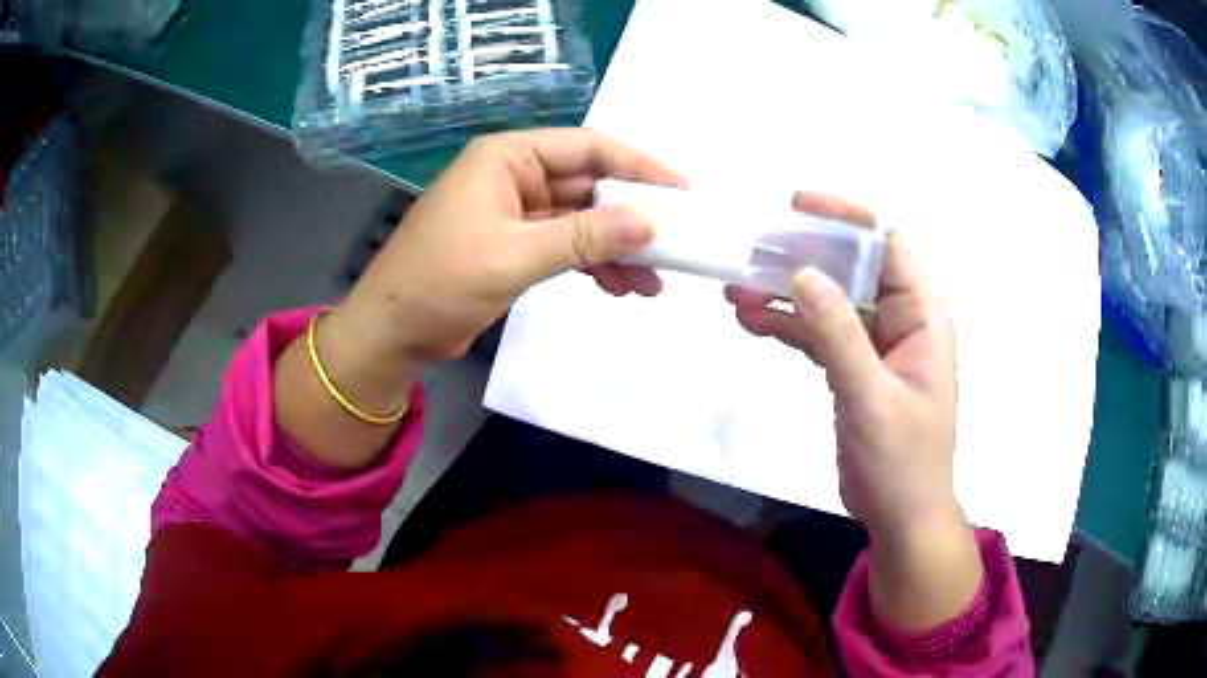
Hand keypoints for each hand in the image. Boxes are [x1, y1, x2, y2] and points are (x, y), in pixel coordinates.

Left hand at [336, 129, 685, 363]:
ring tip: (653, 283)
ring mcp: (515, 213)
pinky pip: (566, 246)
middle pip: (588, 185)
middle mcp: (514, 176)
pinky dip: (593, 264)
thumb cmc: (440, 282)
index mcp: (507, 158)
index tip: (683, 191)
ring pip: (581, 220)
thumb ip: (584, 237)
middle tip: (676, 243)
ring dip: (617, 248)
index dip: (638, 166)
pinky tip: (621, 288)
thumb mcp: (515, 255)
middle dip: (631, 216)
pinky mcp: (514, 246)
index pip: (587, 148)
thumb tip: (650, 223)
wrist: (392, 334)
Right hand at [726, 193, 979, 631]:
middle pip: (851, 268)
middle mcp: (900, 321)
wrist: (900, 517)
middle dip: (804, 256)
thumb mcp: (871, 397)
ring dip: (786, 295)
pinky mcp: (852, 370)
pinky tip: (750, 321)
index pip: (888, 244)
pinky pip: (819, 336)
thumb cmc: (902, 461)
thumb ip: (839, 335)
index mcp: (921, 317)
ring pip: (829, 302)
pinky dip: (787, 327)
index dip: (848, 218)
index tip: (798, 206)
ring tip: (737, 290)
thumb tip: (802, 274)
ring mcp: (874, 346)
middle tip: (752, 249)